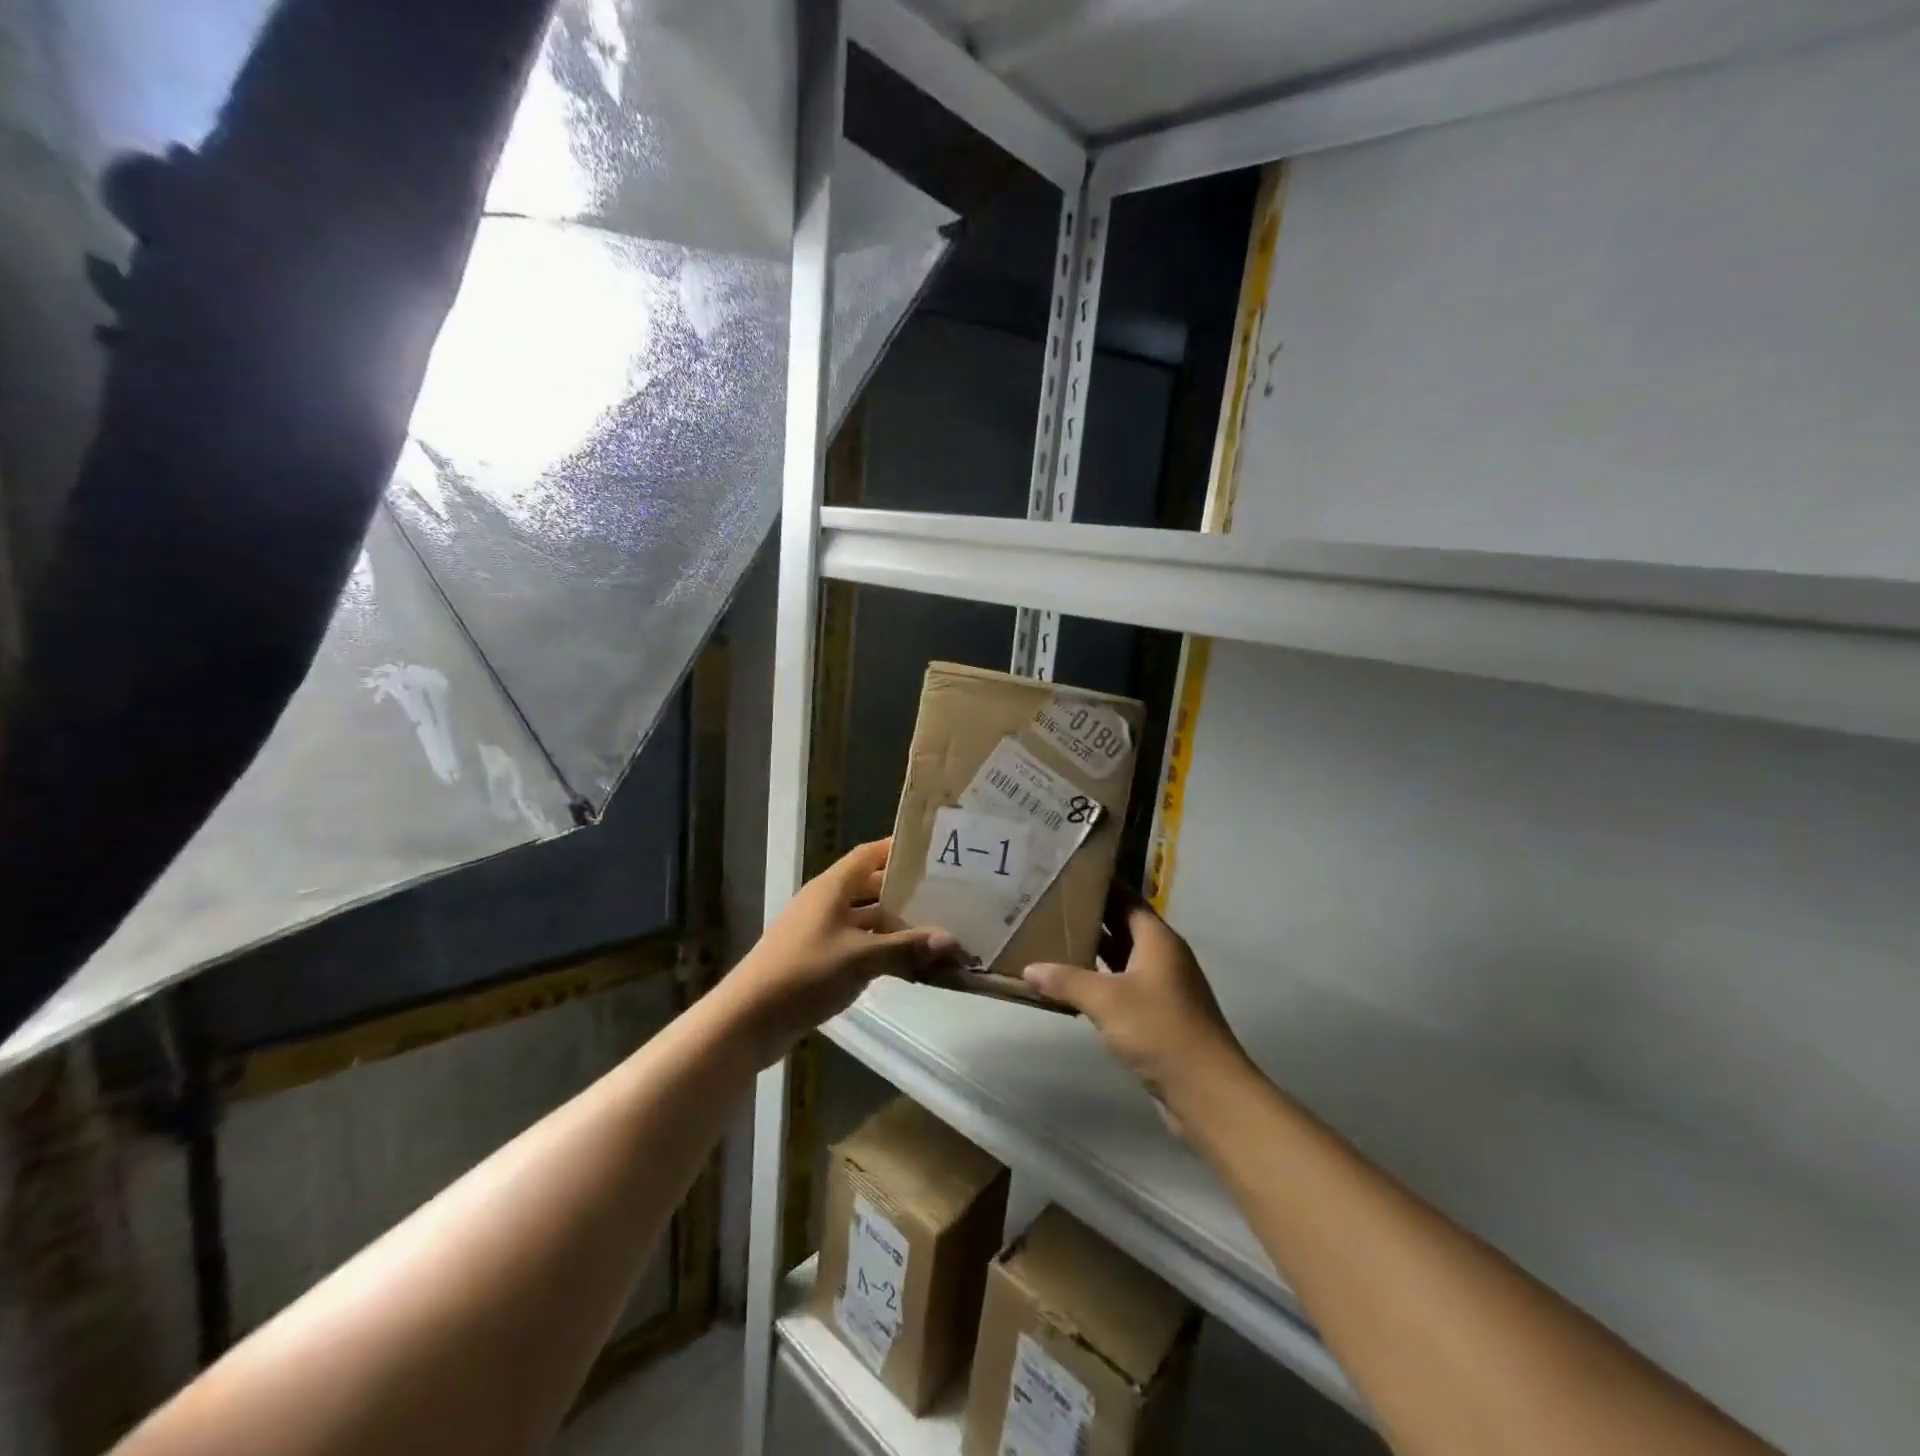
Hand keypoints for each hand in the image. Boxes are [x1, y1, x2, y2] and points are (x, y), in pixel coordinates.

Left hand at [722, 839, 960, 1064]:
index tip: (934, 851)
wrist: (748, 1020)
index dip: (899, 849)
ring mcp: (822, 933)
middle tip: (947, 895)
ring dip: (897, 926)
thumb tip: (952, 941)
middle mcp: (827, 903)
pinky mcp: (820, 960)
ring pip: (868, 920)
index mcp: (832, 887)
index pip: (870, 854)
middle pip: (872, 887)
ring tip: (938, 930)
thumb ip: (906, 948)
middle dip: (906, 892)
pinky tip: (911, 964)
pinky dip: (884, 951)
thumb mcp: (860, 958)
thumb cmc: (804, 973)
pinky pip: (860, 946)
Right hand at [1023, 890, 1246, 1106]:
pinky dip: (1099, 981)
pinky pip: (1122, 986)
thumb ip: (1066, 980)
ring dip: (1092, 951)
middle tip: (1048, 905)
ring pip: (1121, 958)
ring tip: (1050, 938)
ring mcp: (1161, 987)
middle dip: (1089, 917)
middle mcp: (1162, 956)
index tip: (1067, 874)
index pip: (1126, 898)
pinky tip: (1070, 985)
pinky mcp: (1157, 1015)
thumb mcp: (1106, 1000)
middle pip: (1122, 926)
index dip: (1100, 885)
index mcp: (1157, 939)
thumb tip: (1028, 969)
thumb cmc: (1159, 1030)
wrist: (1206, 1091)